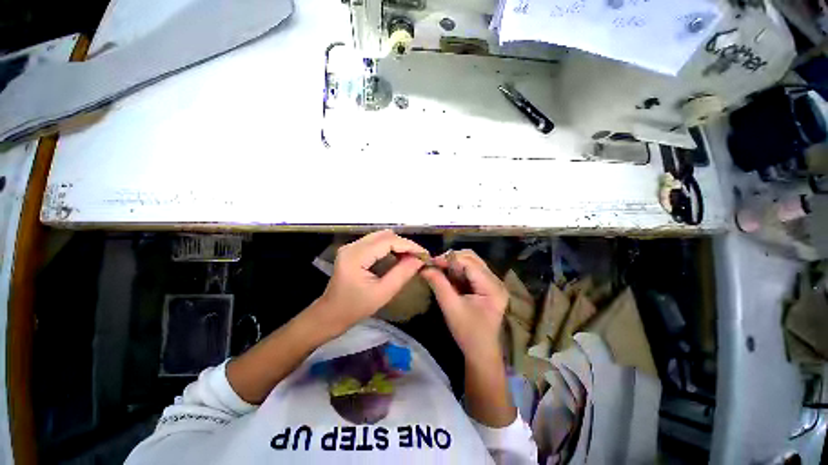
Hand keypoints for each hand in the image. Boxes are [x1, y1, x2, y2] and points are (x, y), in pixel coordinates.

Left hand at [315, 230, 427, 335]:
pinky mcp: (353, 250)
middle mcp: (352, 246)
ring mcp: (351, 247)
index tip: (424, 254)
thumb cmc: (355, 308)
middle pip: (385, 235)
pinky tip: (398, 256)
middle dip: (405, 244)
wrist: (330, 315)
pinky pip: (376, 242)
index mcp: (356, 256)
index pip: (388, 241)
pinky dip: (390, 247)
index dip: (409, 245)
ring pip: (381, 236)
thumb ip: (402, 274)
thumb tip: (419, 260)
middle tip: (419, 257)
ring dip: (398, 244)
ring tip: (411, 257)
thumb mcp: (383, 293)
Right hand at [420, 250, 507, 361]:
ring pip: (472, 262)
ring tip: (440, 270)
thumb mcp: (450, 307)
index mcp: (492, 287)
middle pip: (472, 258)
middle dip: (452, 259)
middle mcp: (496, 281)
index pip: (469, 262)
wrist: (481, 353)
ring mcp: (494, 283)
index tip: (431, 262)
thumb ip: (438, 284)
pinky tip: (449, 276)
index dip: (449, 259)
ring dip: (455, 264)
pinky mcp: (488, 287)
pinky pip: (472, 271)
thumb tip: (424, 267)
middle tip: (435, 265)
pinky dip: (459, 270)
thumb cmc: (467, 333)